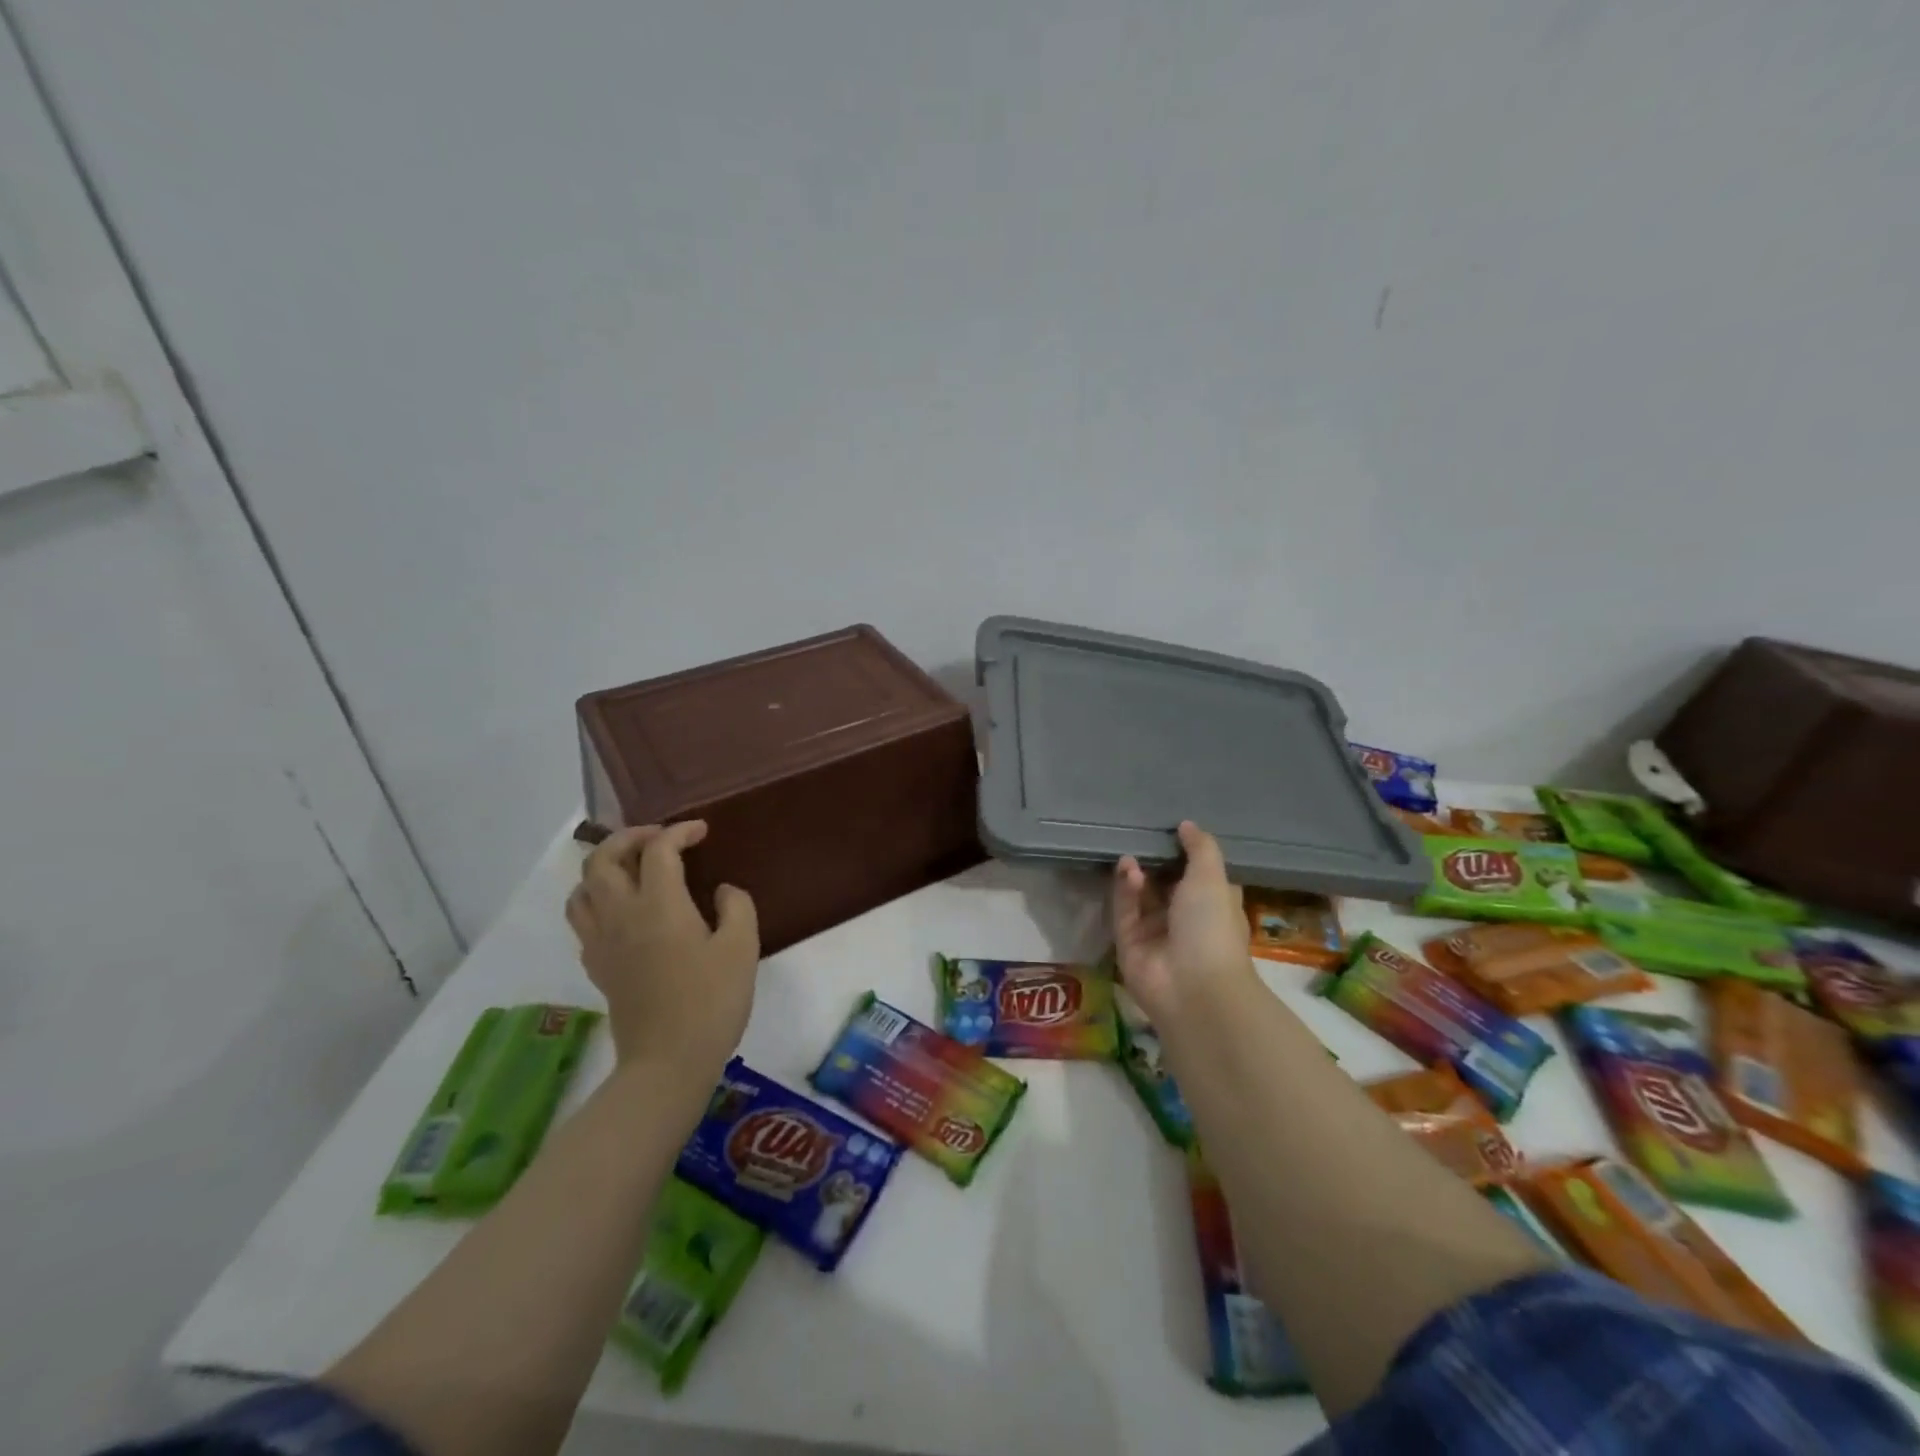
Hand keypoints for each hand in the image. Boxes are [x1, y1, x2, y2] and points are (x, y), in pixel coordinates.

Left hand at [565, 821, 759, 1083]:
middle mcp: (621, 915)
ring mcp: (602, 942)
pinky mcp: (596, 967)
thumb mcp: (742, 948)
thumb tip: (721, 891)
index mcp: (659, 905)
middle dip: (628, 838)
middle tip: (658, 839)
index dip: (679, 831)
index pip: (658, 850)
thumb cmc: (712, 1001)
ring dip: (603, 867)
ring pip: (581, 888)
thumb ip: (736, 907)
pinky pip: (582, 920)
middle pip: (601, 859)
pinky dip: (597, 901)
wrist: (668, 1062)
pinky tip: (623, 912)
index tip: (701, 831)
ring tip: (632, 869)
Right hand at [1110, 821, 1252, 1027]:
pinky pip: (1124, 911)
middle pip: (1165, 884)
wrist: (1194, 987)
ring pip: (1141, 895)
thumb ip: (1200, 848)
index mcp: (1213, 905)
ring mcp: (1156, 933)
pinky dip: (1124, 890)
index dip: (1185, 854)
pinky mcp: (1130, 943)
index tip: (1170, 829)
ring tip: (1131, 857)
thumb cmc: (1213, 927)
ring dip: (1137, 874)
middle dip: (1153, 861)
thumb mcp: (1212, 878)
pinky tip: (1127, 871)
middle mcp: (1184, 919)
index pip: (1198, 875)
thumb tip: (1186, 824)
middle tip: (1141, 836)